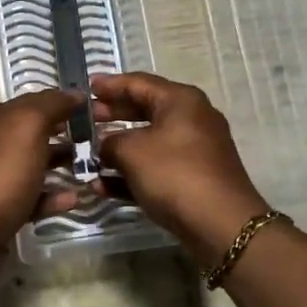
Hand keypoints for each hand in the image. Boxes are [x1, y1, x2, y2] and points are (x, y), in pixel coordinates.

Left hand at [0, 90, 80, 252]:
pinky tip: (74, 199)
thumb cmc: (1, 173)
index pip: (34, 102)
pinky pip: (33, 197)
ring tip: (91, 169)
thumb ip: (50, 105)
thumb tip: (73, 93)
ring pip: (35, 164)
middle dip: (65, 134)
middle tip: (99, 140)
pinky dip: (53, 197)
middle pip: (35, 133)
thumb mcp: (28, 126)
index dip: (64, 103)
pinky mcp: (2, 209)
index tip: (96, 111)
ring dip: (62, 165)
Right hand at [91, 72, 269, 265]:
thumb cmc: (174, 173)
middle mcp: (191, 119)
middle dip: (113, 115)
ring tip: (88, 154)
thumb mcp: (131, 151)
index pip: (139, 82)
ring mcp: (193, 151)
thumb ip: (110, 142)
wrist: (220, 224)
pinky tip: (101, 186)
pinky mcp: (192, 179)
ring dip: (117, 149)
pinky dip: (130, 174)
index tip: (86, 88)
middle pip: (144, 110)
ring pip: (148, 142)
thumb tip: (104, 146)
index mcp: (180, 101)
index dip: (110, 84)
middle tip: (86, 119)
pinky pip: (155, 168)